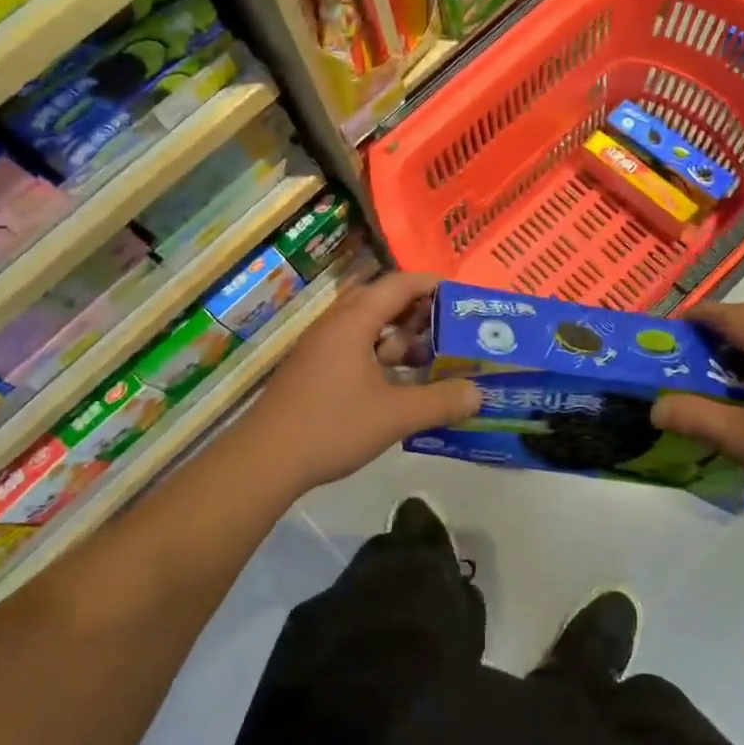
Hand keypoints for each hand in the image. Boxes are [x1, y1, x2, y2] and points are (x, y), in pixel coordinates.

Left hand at [226, 271, 480, 494]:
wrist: (264, 460)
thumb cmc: (331, 426)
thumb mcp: (395, 415)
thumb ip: (440, 402)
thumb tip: (479, 393)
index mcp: (353, 322)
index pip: (398, 284)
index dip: (432, 285)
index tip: (462, 296)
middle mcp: (335, 325)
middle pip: (382, 302)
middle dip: (417, 314)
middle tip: (449, 330)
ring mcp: (320, 348)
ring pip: (367, 329)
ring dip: (398, 340)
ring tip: (428, 362)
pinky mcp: (314, 370)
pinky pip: (354, 349)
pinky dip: (380, 358)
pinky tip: (397, 386)